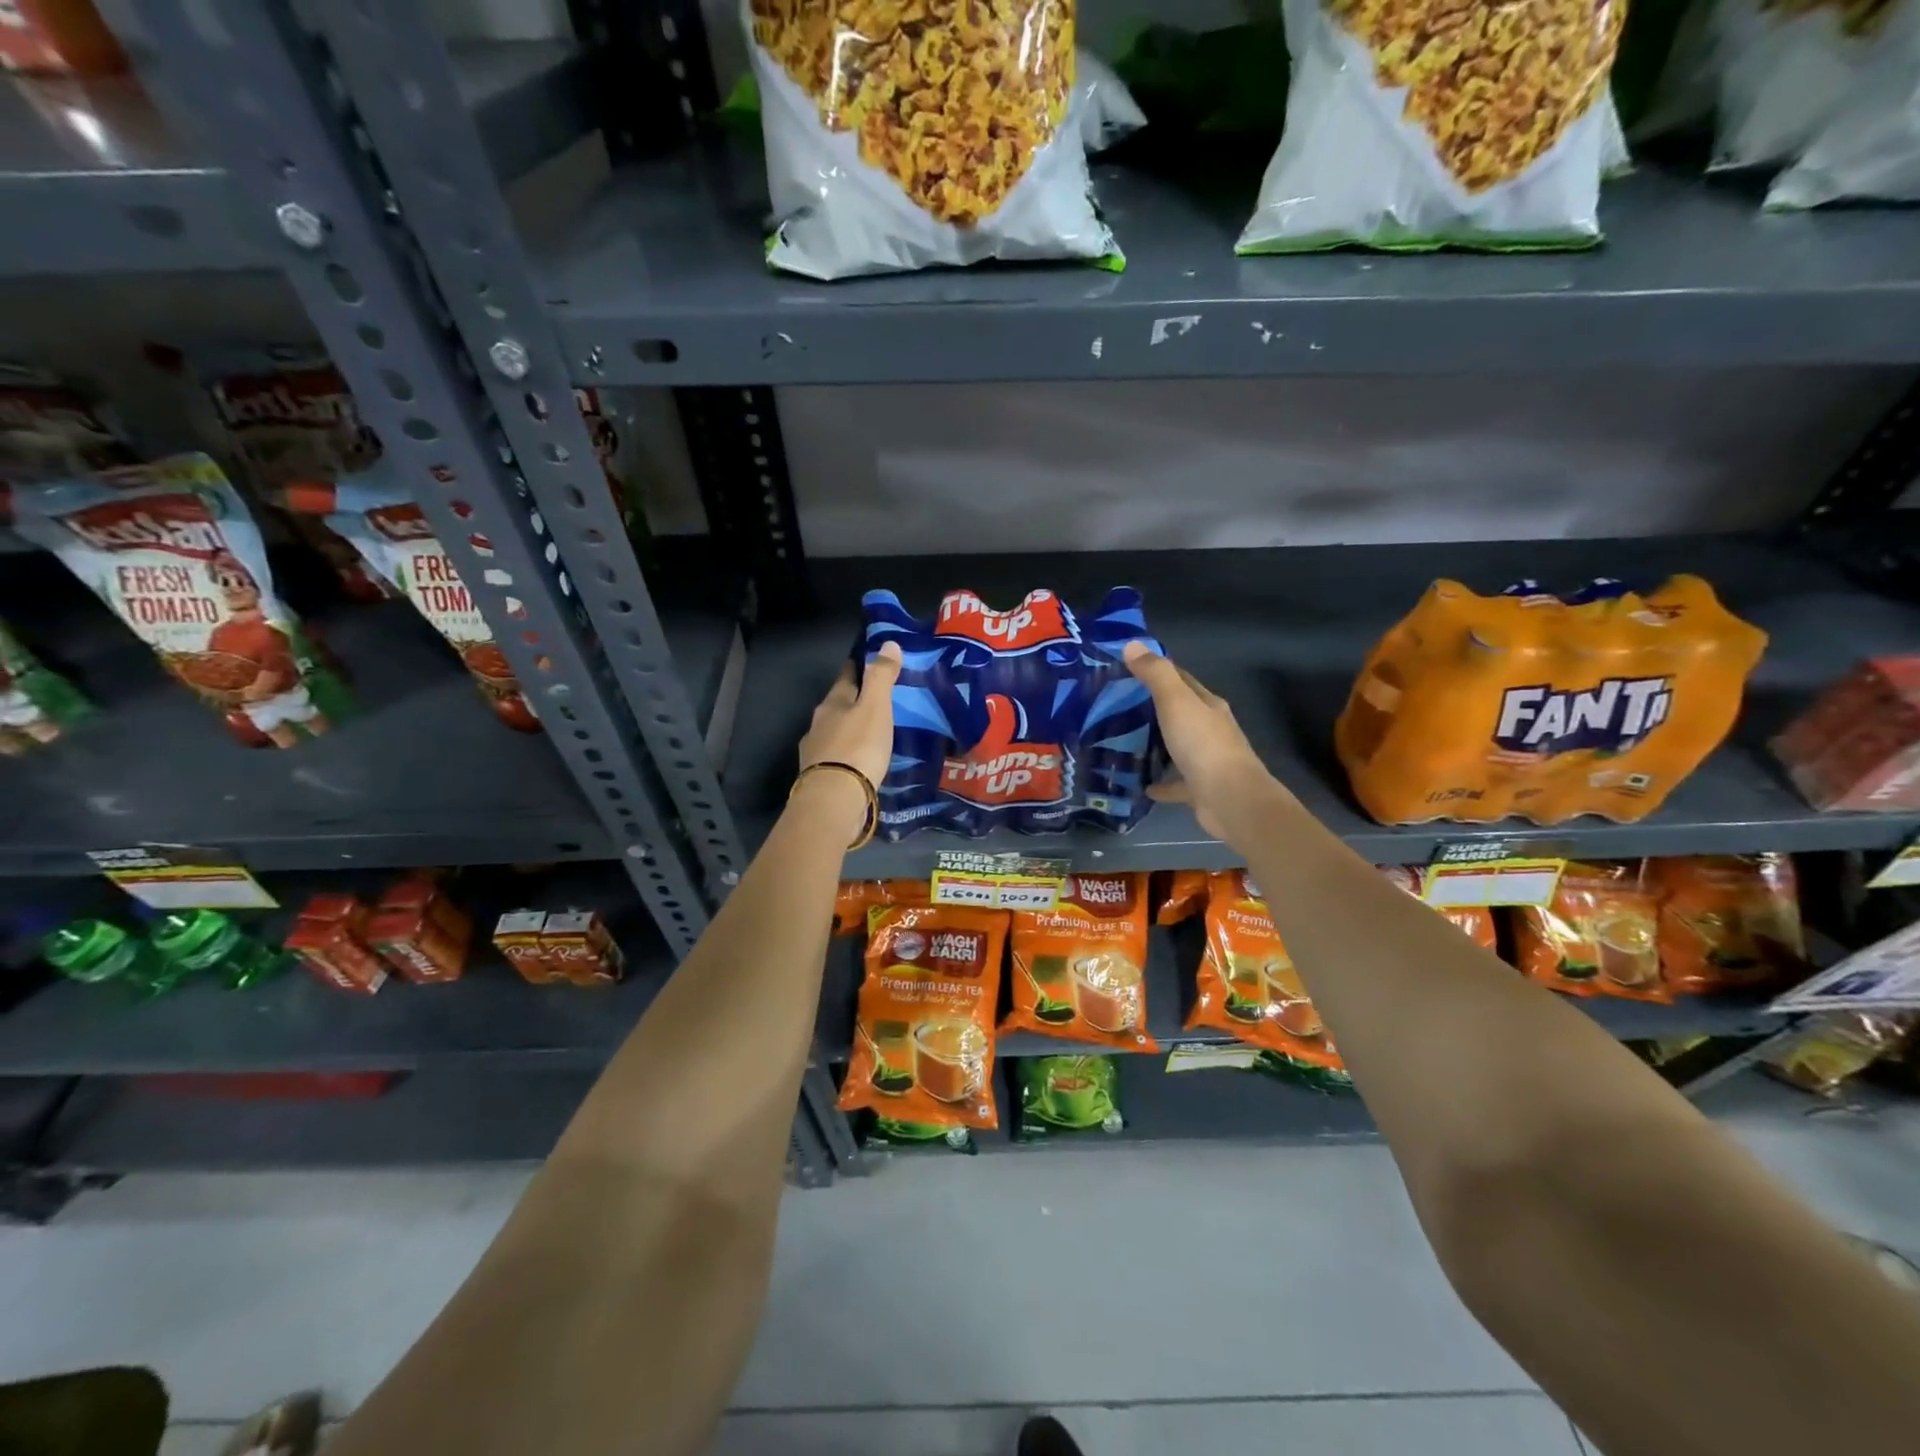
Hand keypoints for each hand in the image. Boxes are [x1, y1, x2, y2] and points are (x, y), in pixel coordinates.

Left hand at [797, 641, 901, 792]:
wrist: (833, 798)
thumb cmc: (858, 747)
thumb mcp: (876, 707)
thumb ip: (881, 676)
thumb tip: (888, 643)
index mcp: (832, 702)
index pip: (846, 677)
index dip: (858, 667)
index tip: (868, 662)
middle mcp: (819, 723)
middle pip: (838, 705)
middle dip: (853, 701)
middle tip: (876, 701)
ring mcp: (815, 750)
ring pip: (835, 732)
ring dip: (849, 729)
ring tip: (870, 733)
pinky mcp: (818, 775)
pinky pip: (836, 756)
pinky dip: (847, 754)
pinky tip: (859, 761)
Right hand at [1124, 641, 1289, 848]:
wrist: (1231, 800)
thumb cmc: (1203, 746)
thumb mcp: (1176, 702)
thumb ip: (1155, 674)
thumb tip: (1133, 644)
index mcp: (1207, 705)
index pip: (1181, 679)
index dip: (1157, 671)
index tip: (1126, 668)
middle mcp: (1210, 730)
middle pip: (1179, 712)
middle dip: (1151, 708)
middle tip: (1114, 706)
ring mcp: (1206, 761)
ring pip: (1177, 747)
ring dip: (1155, 745)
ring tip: (1122, 743)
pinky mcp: (1199, 789)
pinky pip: (1175, 783)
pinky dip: (1160, 783)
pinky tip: (1141, 785)